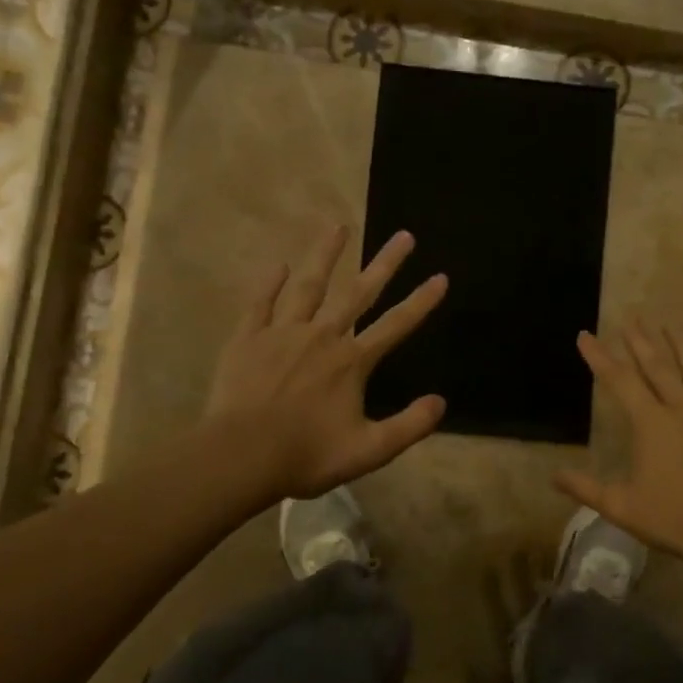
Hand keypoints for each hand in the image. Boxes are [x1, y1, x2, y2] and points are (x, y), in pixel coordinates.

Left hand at [204, 225, 447, 500]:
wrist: (241, 456)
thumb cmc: (307, 455)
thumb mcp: (369, 450)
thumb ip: (409, 426)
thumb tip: (441, 402)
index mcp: (352, 362)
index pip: (396, 325)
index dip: (421, 301)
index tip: (440, 276)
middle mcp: (322, 336)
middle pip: (359, 293)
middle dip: (385, 263)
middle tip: (403, 236)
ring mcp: (283, 333)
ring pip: (309, 286)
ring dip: (326, 255)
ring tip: (339, 226)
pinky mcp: (249, 338)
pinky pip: (261, 303)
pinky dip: (271, 283)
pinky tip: (279, 264)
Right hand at [556, 322, 682, 573]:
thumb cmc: (676, 519)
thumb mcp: (622, 507)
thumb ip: (586, 488)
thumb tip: (553, 476)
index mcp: (651, 423)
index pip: (619, 380)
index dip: (599, 356)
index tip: (586, 335)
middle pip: (658, 365)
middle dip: (641, 340)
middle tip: (632, 317)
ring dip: (679, 345)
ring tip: (670, 325)